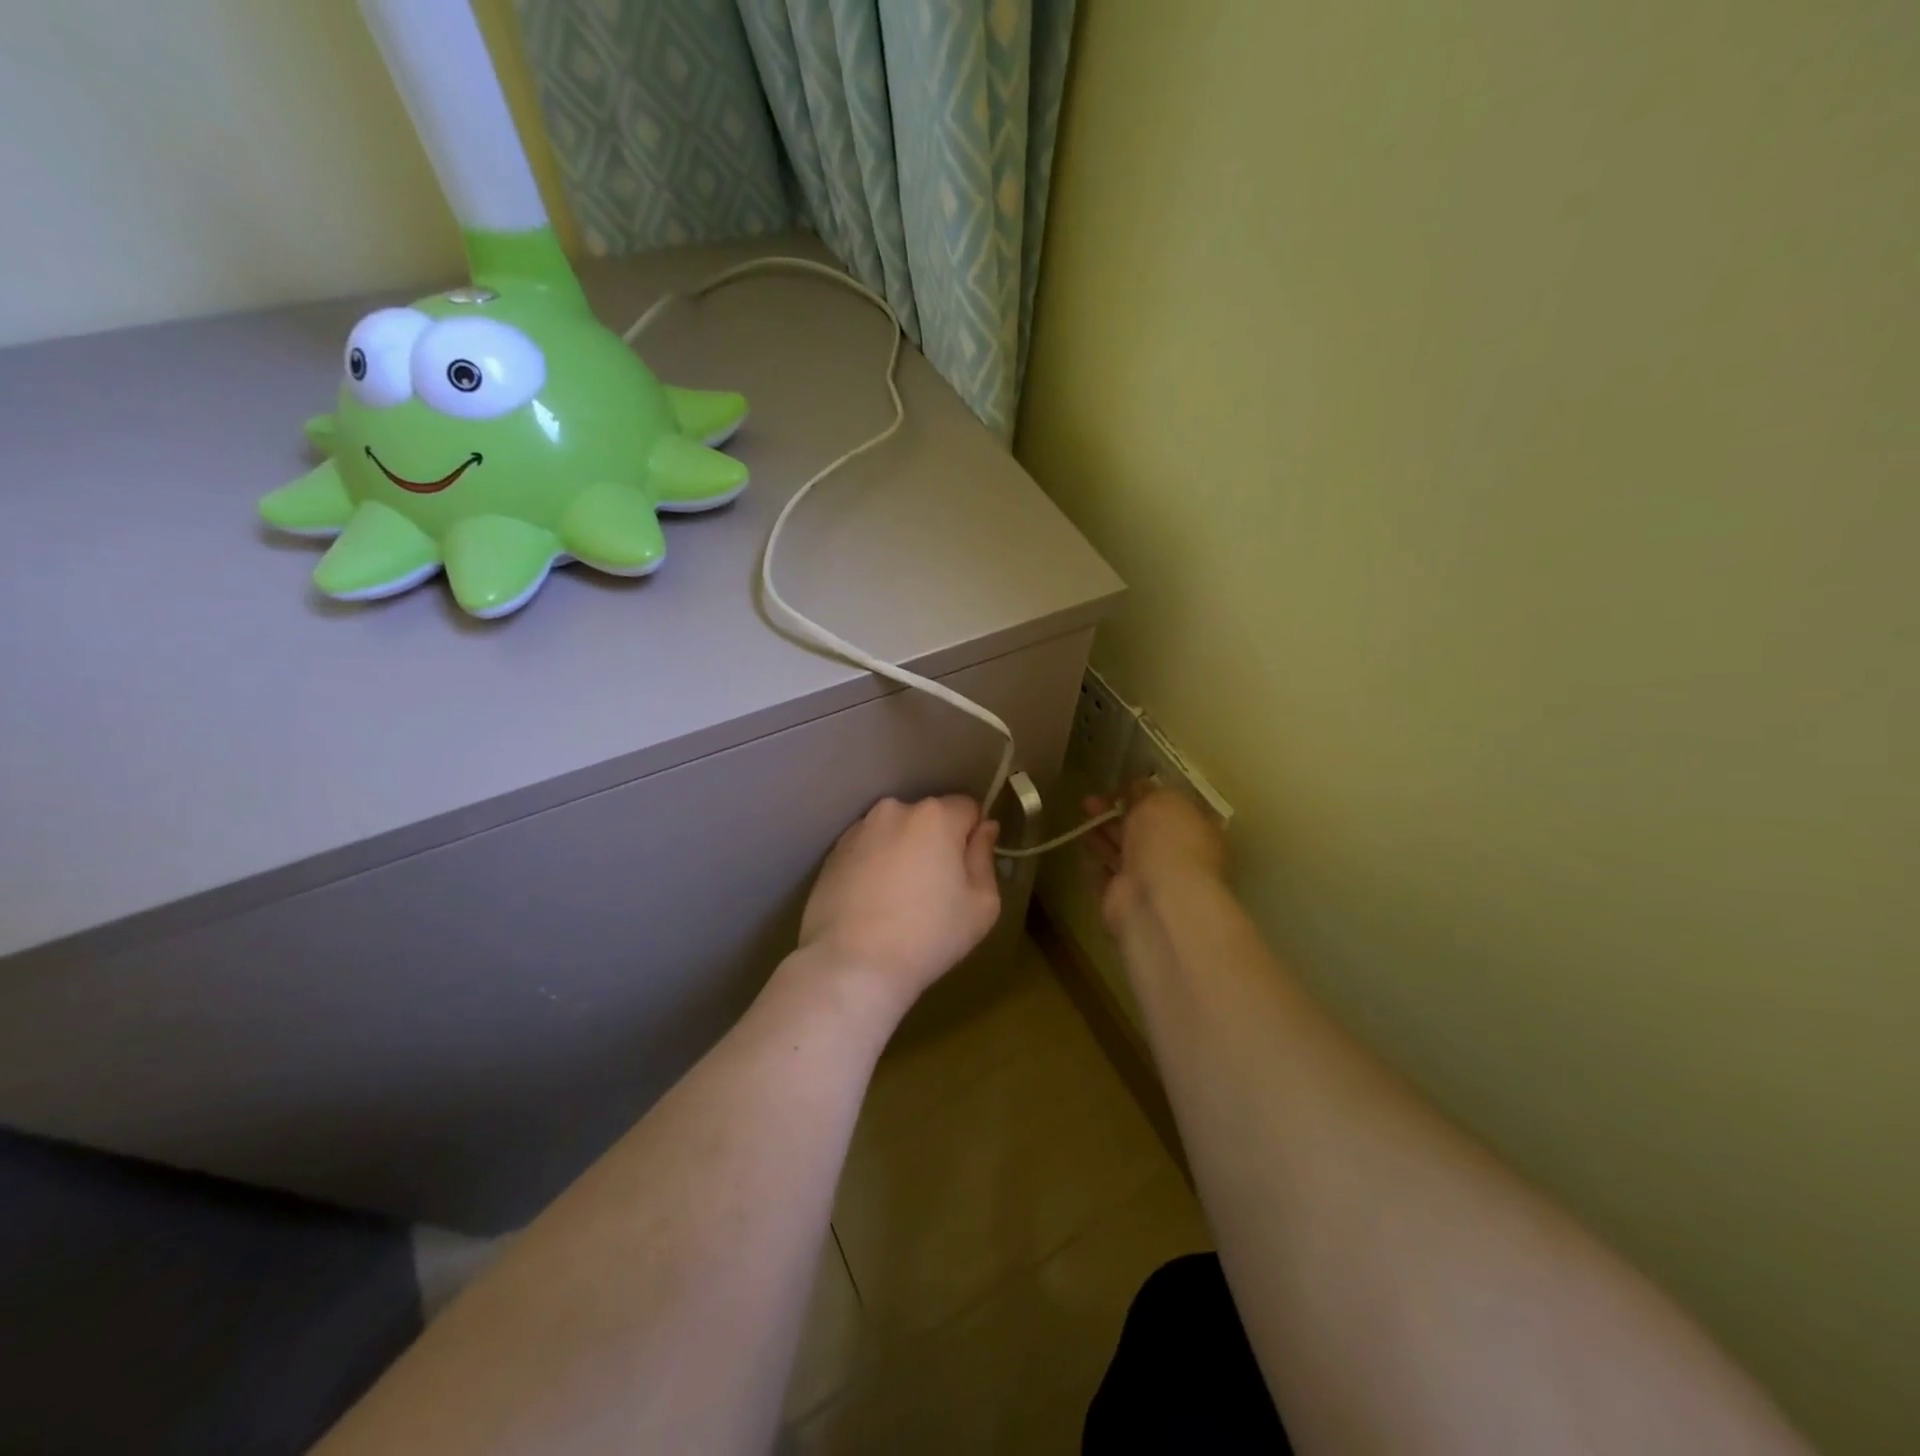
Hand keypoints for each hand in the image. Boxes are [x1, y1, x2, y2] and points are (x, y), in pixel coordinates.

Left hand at [799, 796, 1001, 1014]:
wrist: (852, 965)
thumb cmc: (929, 936)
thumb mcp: (982, 904)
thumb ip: (985, 857)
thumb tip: (985, 828)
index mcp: (935, 816)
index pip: (968, 808)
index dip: (973, 837)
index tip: (968, 871)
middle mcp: (894, 810)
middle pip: (929, 818)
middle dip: (937, 843)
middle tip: (935, 889)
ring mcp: (858, 831)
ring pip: (895, 833)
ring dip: (903, 852)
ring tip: (899, 899)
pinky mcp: (832, 854)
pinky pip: (867, 850)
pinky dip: (875, 866)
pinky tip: (873, 903)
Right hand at [1086, 782, 1226, 930]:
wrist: (1156, 900)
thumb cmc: (1166, 842)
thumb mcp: (1159, 801)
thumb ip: (1146, 791)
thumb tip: (1136, 787)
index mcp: (1194, 829)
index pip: (1168, 808)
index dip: (1144, 796)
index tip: (1119, 787)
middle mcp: (1175, 854)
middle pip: (1143, 829)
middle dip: (1117, 812)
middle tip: (1090, 800)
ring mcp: (1150, 879)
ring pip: (1124, 850)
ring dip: (1104, 832)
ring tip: (1082, 816)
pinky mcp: (1124, 898)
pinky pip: (1109, 874)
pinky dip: (1098, 859)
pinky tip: (1083, 843)